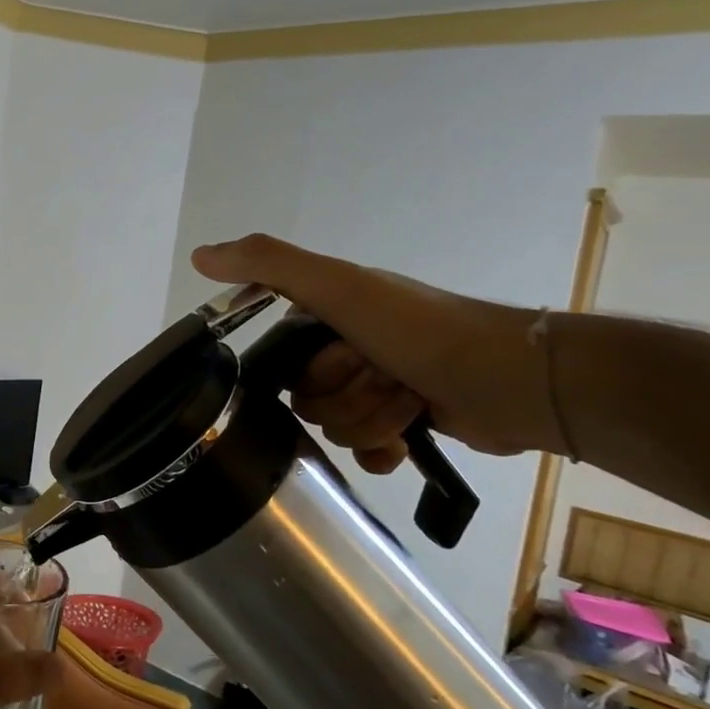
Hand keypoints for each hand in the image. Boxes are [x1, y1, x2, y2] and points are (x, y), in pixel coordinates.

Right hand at [192, 235, 559, 472]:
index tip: (345, 359)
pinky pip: (363, 452)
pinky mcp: (403, 423)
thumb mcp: (338, 287)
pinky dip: (381, 450)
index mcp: (328, 318)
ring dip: (374, 419)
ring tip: (411, 400)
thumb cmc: (419, 329)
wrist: (511, 379)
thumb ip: (268, 265)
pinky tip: (403, 441)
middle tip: (386, 376)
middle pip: (307, 402)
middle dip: (347, 397)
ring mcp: (377, 388)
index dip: (308, 373)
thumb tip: (198, 255)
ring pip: (336, 428)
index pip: (279, 365)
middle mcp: (347, 350)